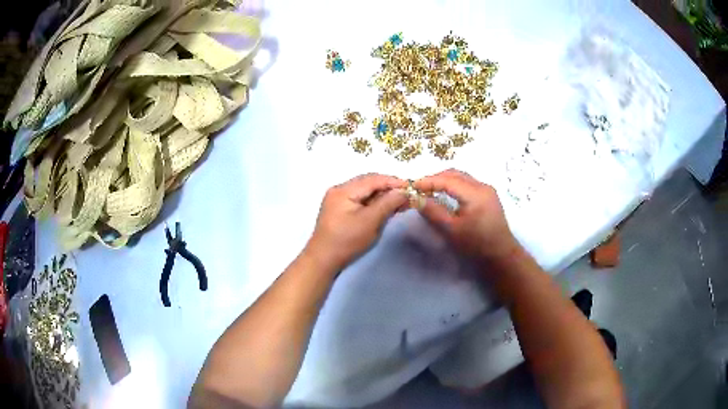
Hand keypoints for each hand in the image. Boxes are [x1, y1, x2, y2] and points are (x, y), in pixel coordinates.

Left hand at [305, 174, 407, 271]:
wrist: (323, 260)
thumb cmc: (346, 241)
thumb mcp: (370, 221)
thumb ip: (387, 203)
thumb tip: (403, 191)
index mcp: (344, 190)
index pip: (373, 179)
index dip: (393, 182)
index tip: (411, 187)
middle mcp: (339, 189)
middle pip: (368, 182)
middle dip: (388, 188)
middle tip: (407, 195)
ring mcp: (338, 199)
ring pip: (365, 191)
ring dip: (382, 195)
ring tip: (399, 202)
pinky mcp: (339, 209)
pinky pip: (360, 200)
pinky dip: (374, 202)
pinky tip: (385, 208)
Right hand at [415, 169, 520, 266]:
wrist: (501, 255)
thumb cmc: (476, 245)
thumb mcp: (452, 230)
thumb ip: (433, 212)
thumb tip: (416, 199)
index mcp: (475, 193)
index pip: (447, 180)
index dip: (428, 181)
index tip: (412, 186)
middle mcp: (482, 186)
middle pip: (455, 174)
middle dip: (435, 178)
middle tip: (419, 188)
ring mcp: (487, 190)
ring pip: (462, 177)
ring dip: (445, 180)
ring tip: (430, 190)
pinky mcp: (488, 195)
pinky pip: (468, 183)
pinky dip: (454, 185)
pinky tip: (446, 194)